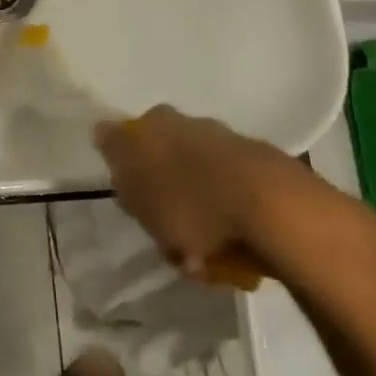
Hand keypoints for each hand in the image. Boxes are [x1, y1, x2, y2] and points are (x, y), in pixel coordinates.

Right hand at [94, 106, 375, 287]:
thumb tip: (103, 133)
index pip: (124, 140)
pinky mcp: (261, 165)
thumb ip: (118, 162)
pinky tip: (233, 246)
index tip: (135, 205)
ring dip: (198, 209)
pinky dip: (228, 215)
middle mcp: (188, 122)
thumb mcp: (137, 191)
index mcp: (153, 122)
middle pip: (164, 159)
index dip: (126, 173)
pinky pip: (231, 193)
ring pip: (199, 177)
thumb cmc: (190, 201)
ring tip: (205, 253)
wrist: (272, 206)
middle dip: (165, 193)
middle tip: (168, 234)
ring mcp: (227, 141)